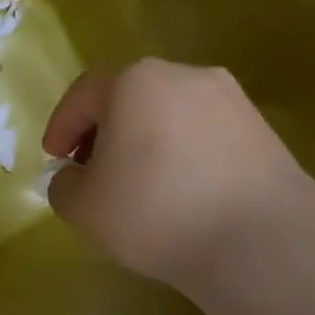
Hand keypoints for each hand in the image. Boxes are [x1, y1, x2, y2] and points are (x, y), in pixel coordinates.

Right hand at [42, 59, 308, 286]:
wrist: (260, 239)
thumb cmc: (155, 212)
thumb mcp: (83, 207)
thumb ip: (64, 185)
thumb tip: (76, 177)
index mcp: (133, 82)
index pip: (83, 95)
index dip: (61, 126)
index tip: (54, 160)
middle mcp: (182, 75)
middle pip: (127, 98)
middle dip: (103, 132)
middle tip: (92, 171)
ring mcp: (228, 98)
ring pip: (167, 113)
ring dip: (144, 141)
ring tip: (138, 185)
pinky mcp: (260, 127)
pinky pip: (202, 132)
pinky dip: (181, 153)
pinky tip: (181, 191)